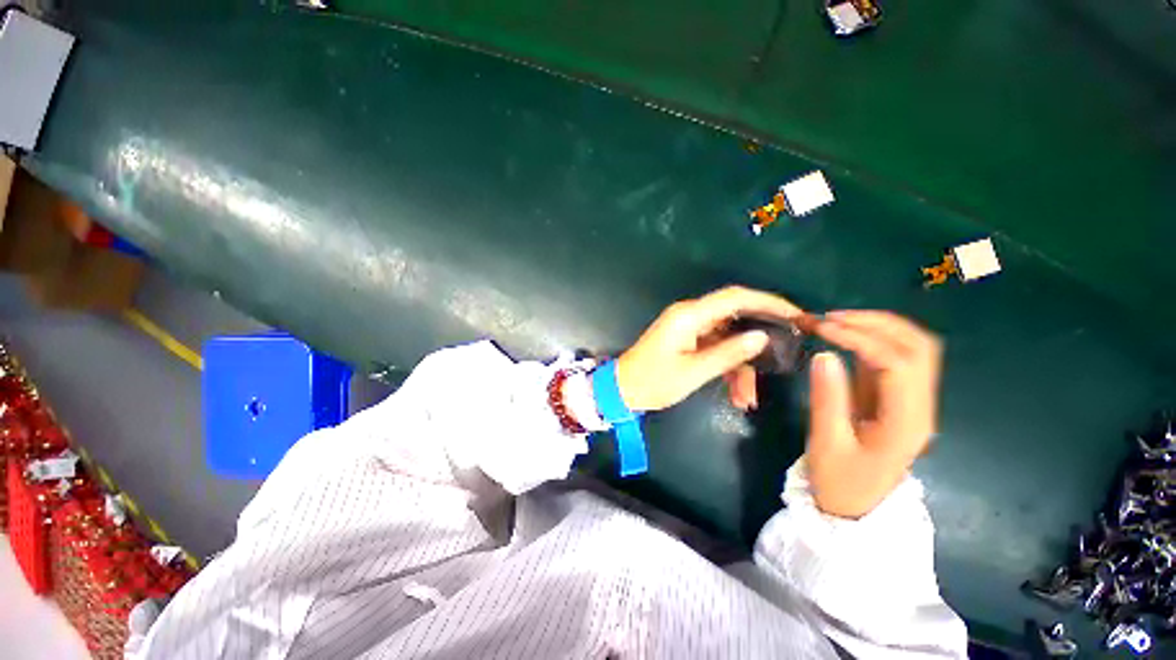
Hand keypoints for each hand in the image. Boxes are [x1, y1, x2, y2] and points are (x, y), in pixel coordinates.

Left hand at [615, 286, 803, 411]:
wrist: (622, 390)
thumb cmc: (653, 381)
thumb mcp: (693, 372)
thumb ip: (728, 353)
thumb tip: (762, 337)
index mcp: (689, 316)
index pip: (735, 297)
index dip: (768, 302)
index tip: (796, 315)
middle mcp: (690, 316)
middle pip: (735, 318)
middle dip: (758, 340)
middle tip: (784, 356)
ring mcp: (689, 328)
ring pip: (728, 339)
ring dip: (741, 365)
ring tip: (749, 397)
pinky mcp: (688, 341)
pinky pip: (716, 348)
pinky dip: (727, 368)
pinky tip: (736, 394)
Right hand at [807, 311, 941, 518]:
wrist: (856, 508)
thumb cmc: (840, 481)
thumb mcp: (827, 442)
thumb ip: (827, 397)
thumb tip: (824, 354)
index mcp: (907, 421)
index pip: (897, 363)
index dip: (861, 338)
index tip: (822, 328)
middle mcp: (920, 405)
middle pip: (918, 347)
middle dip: (876, 323)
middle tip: (831, 317)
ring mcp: (912, 401)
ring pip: (912, 348)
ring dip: (877, 327)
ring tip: (835, 320)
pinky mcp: (897, 398)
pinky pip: (895, 359)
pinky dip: (872, 340)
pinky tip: (844, 336)